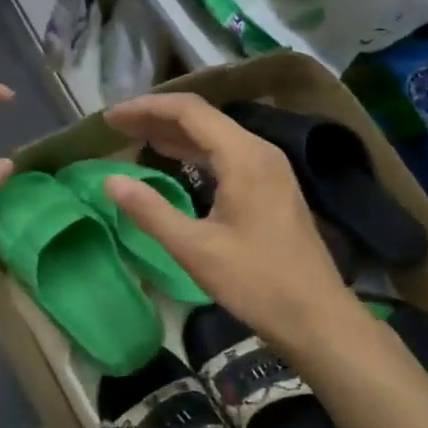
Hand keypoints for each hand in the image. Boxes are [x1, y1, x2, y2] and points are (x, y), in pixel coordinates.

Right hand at [103, 93, 356, 345]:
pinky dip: (194, 152)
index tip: (111, 117)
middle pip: (202, 117)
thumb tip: (110, 180)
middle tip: (116, 126)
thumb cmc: (257, 282)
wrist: (318, 318)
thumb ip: (150, 211)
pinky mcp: (271, 187)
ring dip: (174, 134)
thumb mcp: (195, 249)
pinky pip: (226, 154)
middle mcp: (259, 151)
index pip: (189, 111)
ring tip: (135, 137)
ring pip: (214, 136)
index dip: (146, 108)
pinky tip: (173, 161)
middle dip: (156, 117)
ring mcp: (269, 168)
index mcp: (244, 156)